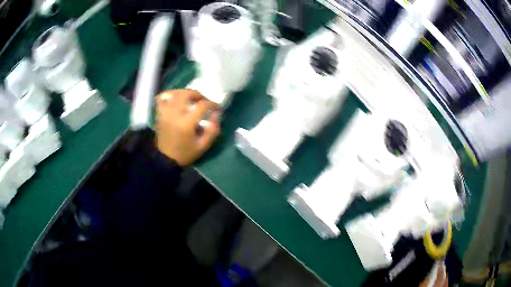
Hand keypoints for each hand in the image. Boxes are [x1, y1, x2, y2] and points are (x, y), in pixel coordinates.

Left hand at [155, 89, 219, 165]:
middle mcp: (174, 114)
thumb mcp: (203, 146)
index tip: (217, 107)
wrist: (165, 159)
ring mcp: (165, 113)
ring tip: (190, 98)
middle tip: (203, 100)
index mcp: (186, 123)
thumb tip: (216, 114)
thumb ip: (212, 130)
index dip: (212, 104)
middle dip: (198, 94)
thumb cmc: (185, 153)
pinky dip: (169, 95)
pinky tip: (175, 98)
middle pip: (186, 94)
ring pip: (174, 93)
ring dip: (184, 92)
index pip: (202, 106)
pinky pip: (161, 98)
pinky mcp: (159, 114)